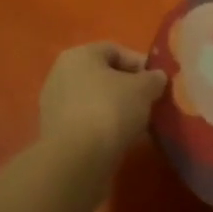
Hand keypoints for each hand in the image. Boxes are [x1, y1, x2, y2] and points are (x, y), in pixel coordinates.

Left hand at [39, 43, 166, 162]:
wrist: (76, 160)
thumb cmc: (110, 110)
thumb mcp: (144, 89)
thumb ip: (153, 79)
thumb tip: (157, 78)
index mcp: (79, 55)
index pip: (116, 51)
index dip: (140, 64)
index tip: (158, 82)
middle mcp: (61, 74)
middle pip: (104, 76)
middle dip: (129, 89)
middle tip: (150, 103)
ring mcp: (55, 105)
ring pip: (95, 101)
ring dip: (117, 110)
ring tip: (138, 125)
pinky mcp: (54, 134)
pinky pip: (86, 122)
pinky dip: (103, 128)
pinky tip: (120, 140)